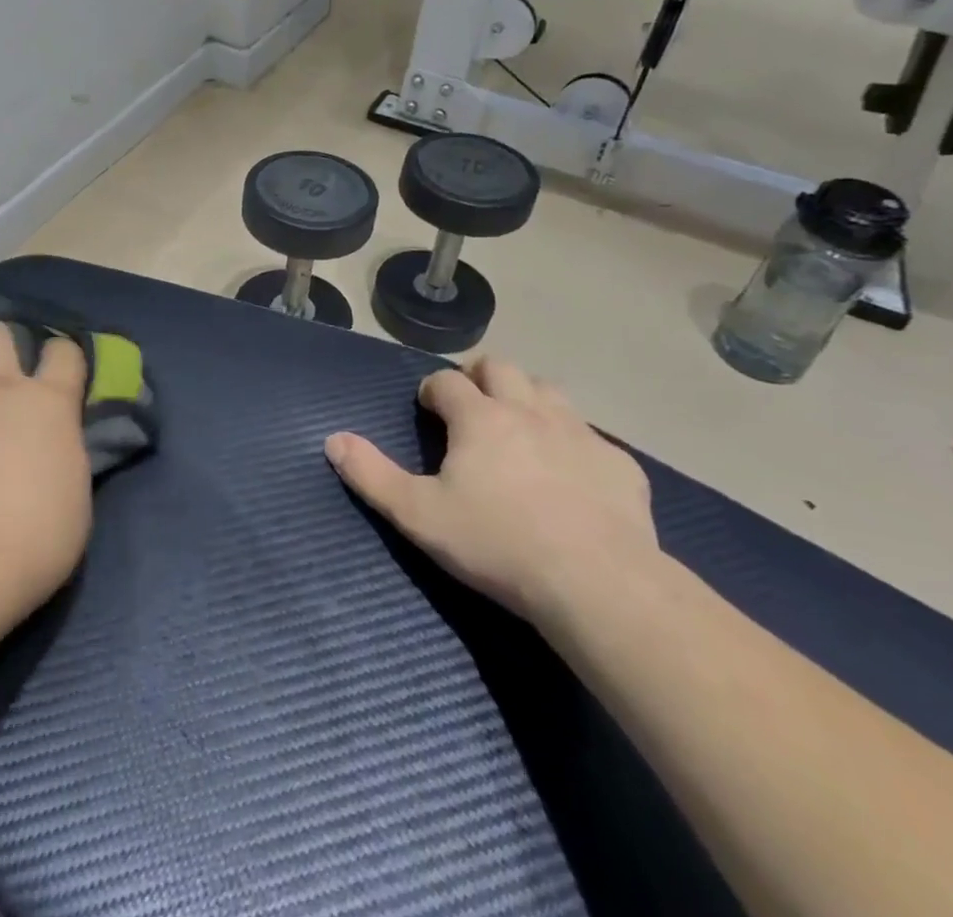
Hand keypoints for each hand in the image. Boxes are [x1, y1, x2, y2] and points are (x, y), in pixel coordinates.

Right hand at [325, 356, 657, 621]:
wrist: (598, 584)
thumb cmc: (497, 544)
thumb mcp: (419, 515)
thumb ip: (371, 475)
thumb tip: (332, 440)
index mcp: (480, 418)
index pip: (447, 380)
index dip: (433, 389)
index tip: (428, 407)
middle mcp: (529, 411)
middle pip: (501, 368)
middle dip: (480, 377)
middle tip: (471, 406)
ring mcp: (580, 434)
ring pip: (549, 391)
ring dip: (528, 397)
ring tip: (518, 427)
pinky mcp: (619, 465)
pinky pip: (593, 437)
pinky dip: (573, 443)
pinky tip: (571, 474)